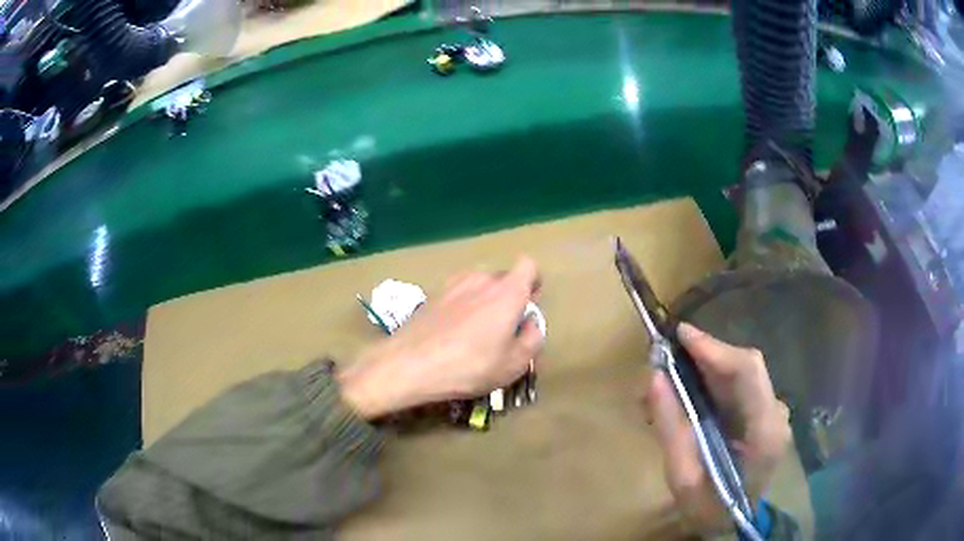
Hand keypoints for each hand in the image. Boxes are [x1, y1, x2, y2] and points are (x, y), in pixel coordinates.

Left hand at [339, 257, 543, 418]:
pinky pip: (458, 294)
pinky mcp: (433, 294)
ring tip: (477, 332)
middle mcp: (481, 279)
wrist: (409, 364)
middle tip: (503, 329)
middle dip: (509, 297)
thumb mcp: (515, 364)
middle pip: (503, 277)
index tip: (527, 306)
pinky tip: (453, 333)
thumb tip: (529, 323)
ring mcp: (453, 284)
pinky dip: (462, 307)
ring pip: (479, 285)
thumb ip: (532, 338)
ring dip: (484, 301)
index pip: (529, 266)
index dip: (533, 283)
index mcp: (507, 291)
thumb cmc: (469, 366)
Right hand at [647, 323, 790, 534]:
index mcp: (764, 431)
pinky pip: (738, 386)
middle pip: (745, 367)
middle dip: (704, 356)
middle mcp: (775, 413)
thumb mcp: (682, 478)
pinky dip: (711, 382)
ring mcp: (772, 412)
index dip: (714, 348)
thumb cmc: (709, 508)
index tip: (678, 335)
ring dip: (704, 368)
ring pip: (740, 373)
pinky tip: (687, 393)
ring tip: (667, 379)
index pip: (747, 372)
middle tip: (664, 357)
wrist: (733, 524)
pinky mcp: (763, 414)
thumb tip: (654, 379)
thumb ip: (672, 429)